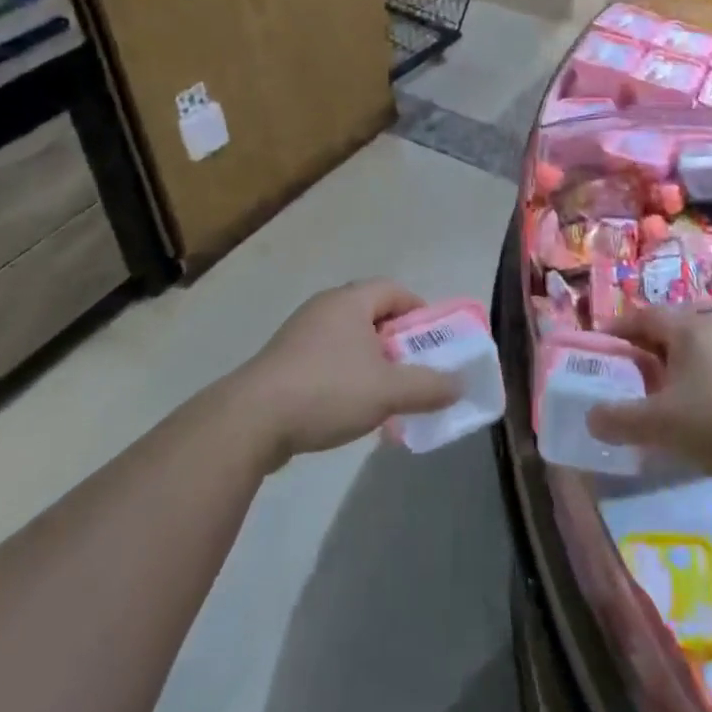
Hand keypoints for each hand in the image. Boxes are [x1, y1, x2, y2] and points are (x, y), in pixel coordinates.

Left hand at [230, 280, 462, 469]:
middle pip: (372, 315)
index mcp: (349, 302)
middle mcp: (323, 309)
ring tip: (385, 397)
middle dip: (397, 343)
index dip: (418, 310)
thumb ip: (429, 386)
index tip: (432, 340)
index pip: (394, 289)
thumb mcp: (389, 390)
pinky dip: (346, 379)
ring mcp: (299, 336)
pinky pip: (326, 362)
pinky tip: (351, 411)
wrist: (250, 422)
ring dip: (372, 365)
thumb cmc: (328, 390)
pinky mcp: (282, 364)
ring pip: (349, 342)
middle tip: (413, 370)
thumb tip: (460, 384)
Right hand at [586, 306, 711, 482]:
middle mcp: (710, 333)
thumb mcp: (659, 422)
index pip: (641, 316)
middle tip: (616, 377)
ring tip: (645, 401)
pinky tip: (681, 421)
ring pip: (686, 358)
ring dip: (663, 374)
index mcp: (686, 328)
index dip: (615, 330)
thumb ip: (619, 419)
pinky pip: (705, 377)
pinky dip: (686, 391)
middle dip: (638, 354)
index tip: (595, 349)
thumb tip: (590, 417)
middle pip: (664, 335)